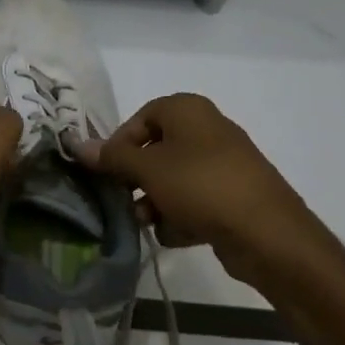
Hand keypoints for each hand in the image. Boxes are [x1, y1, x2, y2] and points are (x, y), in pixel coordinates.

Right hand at [74, 94, 343, 289]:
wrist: (267, 234)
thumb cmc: (201, 186)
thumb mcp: (147, 169)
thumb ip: (112, 157)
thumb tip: (77, 145)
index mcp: (188, 110)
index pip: (140, 118)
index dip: (119, 144)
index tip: (107, 171)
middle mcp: (207, 130)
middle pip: (156, 151)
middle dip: (137, 179)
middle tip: (123, 199)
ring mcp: (223, 165)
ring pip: (173, 179)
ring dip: (155, 202)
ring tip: (148, 222)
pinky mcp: (233, 197)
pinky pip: (195, 201)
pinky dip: (182, 217)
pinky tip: (180, 234)